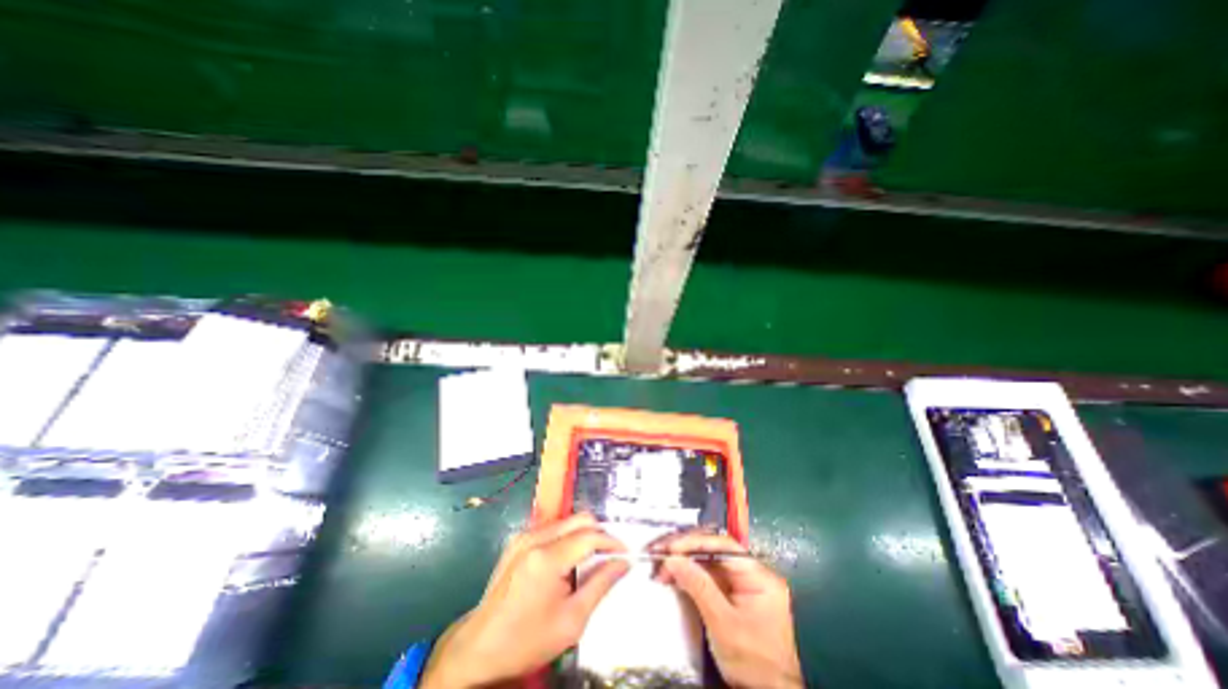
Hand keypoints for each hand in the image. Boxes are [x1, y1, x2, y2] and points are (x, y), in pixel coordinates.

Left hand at [424, 513, 631, 686]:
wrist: (479, 649)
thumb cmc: (526, 640)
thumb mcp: (571, 621)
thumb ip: (601, 585)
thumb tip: (623, 563)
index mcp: (547, 558)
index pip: (590, 536)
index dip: (612, 542)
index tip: (626, 553)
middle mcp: (535, 538)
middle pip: (580, 519)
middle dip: (599, 534)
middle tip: (609, 557)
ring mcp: (524, 536)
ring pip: (567, 521)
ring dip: (584, 535)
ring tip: (590, 561)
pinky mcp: (518, 540)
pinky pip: (553, 528)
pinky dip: (568, 538)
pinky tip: (568, 562)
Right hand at [652, 530, 806, 684]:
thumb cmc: (753, 663)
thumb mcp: (723, 624)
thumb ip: (699, 587)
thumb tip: (673, 558)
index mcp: (758, 575)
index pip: (722, 546)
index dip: (694, 543)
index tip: (670, 548)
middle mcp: (751, 572)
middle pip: (714, 550)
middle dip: (685, 549)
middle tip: (659, 552)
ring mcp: (742, 583)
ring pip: (708, 561)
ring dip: (684, 561)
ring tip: (661, 566)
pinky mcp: (732, 594)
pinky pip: (708, 575)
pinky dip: (690, 574)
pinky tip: (673, 575)